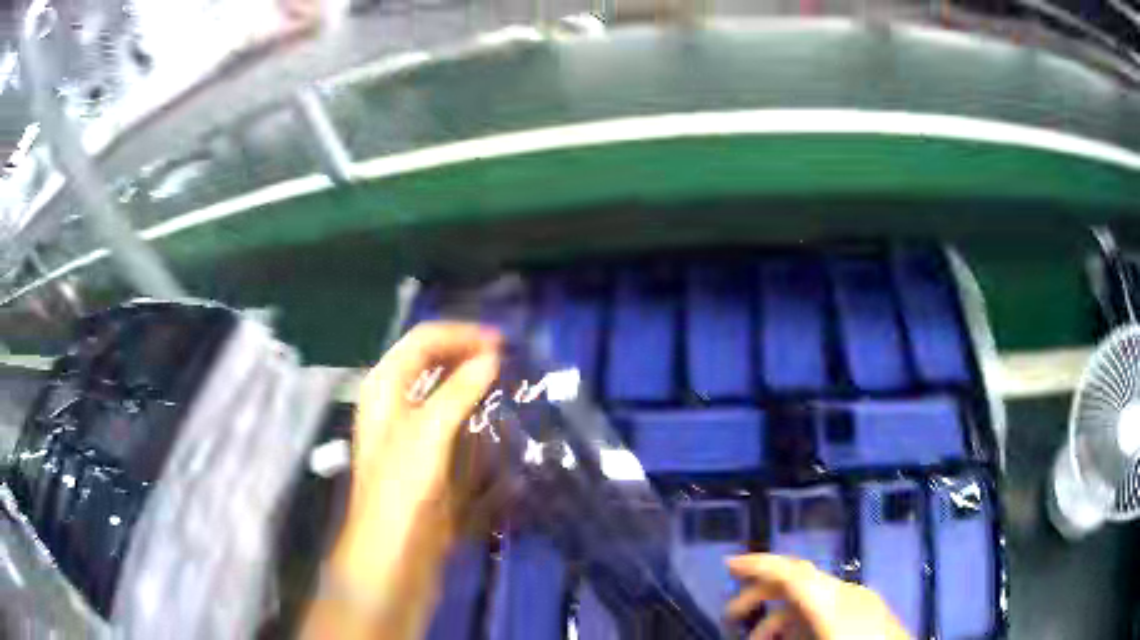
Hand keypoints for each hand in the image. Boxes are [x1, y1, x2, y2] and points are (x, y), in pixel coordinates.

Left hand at [317, 322, 501, 639]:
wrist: (394, 555)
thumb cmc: (402, 490)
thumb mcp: (428, 433)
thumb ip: (458, 390)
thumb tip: (491, 357)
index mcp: (385, 387)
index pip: (423, 340)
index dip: (461, 335)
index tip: (502, 344)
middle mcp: (394, 403)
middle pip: (432, 362)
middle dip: (467, 356)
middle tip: (509, 362)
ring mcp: (410, 432)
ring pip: (443, 392)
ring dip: (472, 384)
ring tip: (507, 386)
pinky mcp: (426, 458)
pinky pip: (452, 424)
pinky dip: (472, 415)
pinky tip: (494, 424)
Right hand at [726, 554, 909, 639]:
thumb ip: (783, 633)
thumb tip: (755, 633)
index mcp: (833, 602)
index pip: (792, 573)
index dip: (759, 565)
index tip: (728, 564)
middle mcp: (847, 593)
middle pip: (799, 581)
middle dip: (761, 594)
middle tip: (731, 614)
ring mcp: (860, 600)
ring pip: (812, 597)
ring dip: (779, 615)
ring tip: (758, 639)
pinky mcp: (868, 610)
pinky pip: (827, 606)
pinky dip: (802, 619)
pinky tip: (792, 638)